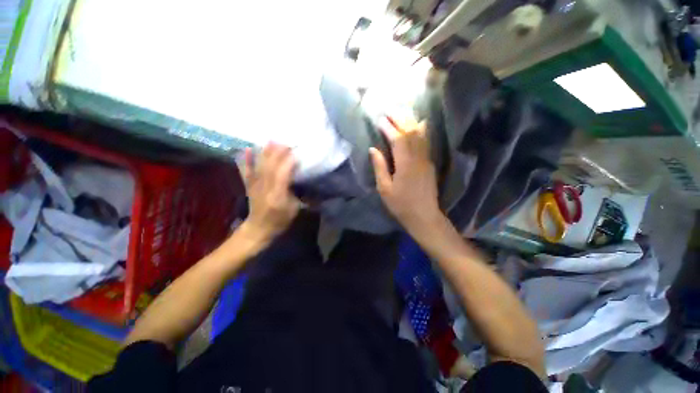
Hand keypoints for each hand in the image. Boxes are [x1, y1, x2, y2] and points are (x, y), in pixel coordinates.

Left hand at [242, 143, 299, 243]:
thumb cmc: (280, 220)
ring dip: (266, 152)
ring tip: (272, 140)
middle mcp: (265, 188)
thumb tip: (303, 180)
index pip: (282, 175)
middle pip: (271, 167)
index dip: (288, 163)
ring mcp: (255, 186)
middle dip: (278, 153)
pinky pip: (246, 170)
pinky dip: (246, 159)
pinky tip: (248, 148)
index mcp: (278, 196)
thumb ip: (298, 194)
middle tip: (286, 142)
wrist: (258, 228)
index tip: (296, 152)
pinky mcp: (249, 185)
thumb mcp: (294, 210)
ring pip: (260, 166)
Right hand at [369, 119, 440, 231]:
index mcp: (405, 164)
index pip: (397, 139)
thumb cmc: (401, 205)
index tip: (380, 120)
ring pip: (420, 135)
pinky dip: (421, 130)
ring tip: (402, 113)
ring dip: (411, 122)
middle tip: (389, 111)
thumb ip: (380, 167)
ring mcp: (426, 160)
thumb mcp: (384, 189)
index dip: (389, 128)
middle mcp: (418, 158)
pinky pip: (425, 142)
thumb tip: (373, 149)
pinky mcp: (430, 163)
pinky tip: (419, 124)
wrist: (424, 216)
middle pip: (411, 132)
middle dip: (400, 120)